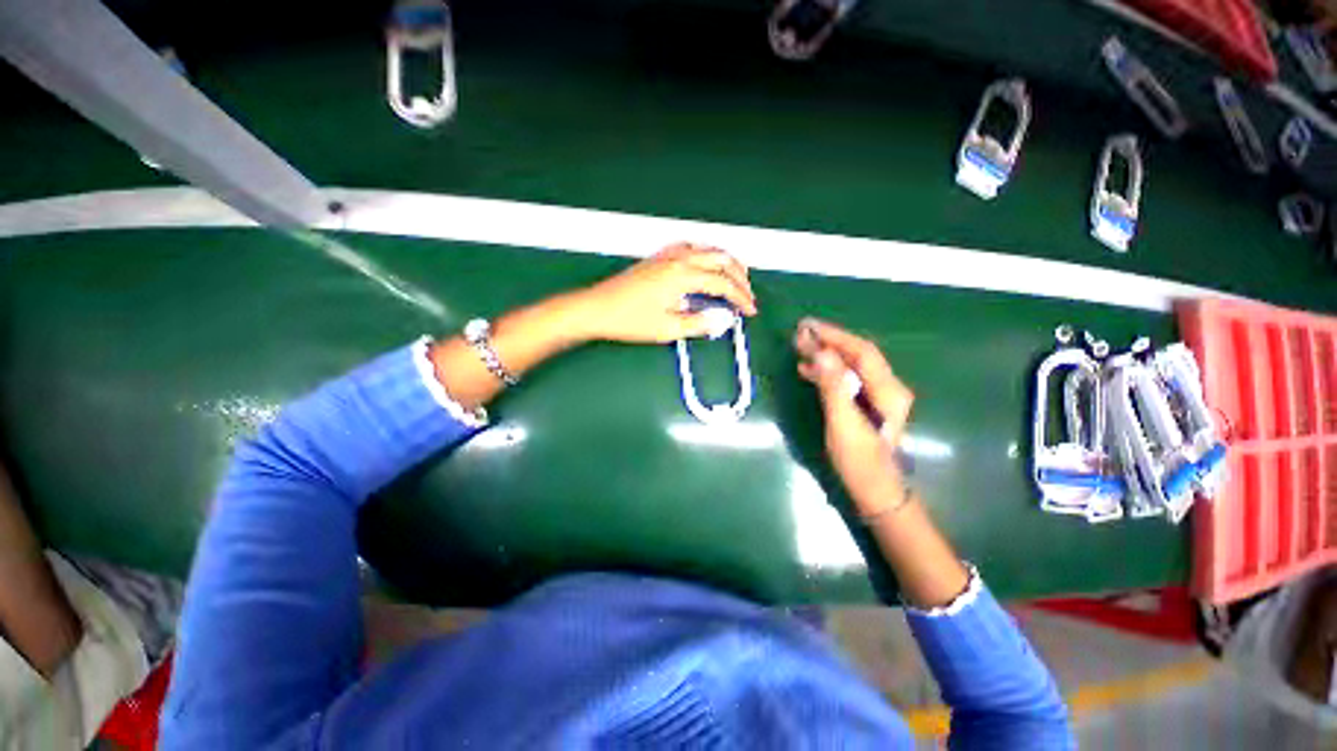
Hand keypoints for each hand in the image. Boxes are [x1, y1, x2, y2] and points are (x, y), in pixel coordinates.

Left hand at [575, 243, 756, 342]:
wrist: (598, 308)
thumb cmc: (629, 320)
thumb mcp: (668, 329)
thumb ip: (700, 324)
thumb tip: (723, 320)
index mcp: (683, 275)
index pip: (723, 283)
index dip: (741, 297)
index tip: (750, 310)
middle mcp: (678, 258)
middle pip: (721, 259)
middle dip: (740, 277)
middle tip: (747, 295)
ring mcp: (667, 255)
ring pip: (708, 249)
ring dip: (726, 262)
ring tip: (735, 279)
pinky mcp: (659, 258)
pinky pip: (692, 248)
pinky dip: (707, 255)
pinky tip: (706, 266)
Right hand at [795, 318, 914, 513]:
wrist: (876, 492)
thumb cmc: (859, 462)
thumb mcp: (843, 424)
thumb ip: (833, 387)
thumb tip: (820, 354)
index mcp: (888, 390)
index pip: (861, 350)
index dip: (834, 336)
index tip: (808, 326)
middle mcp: (887, 387)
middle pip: (857, 354)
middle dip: (828, 341)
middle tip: (800, 333)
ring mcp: (878, 395)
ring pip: (851, 365)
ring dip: (826, 354)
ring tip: (799, 347)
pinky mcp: (867, 404)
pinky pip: (847, 378)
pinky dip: (828, 370)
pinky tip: (809, 369)